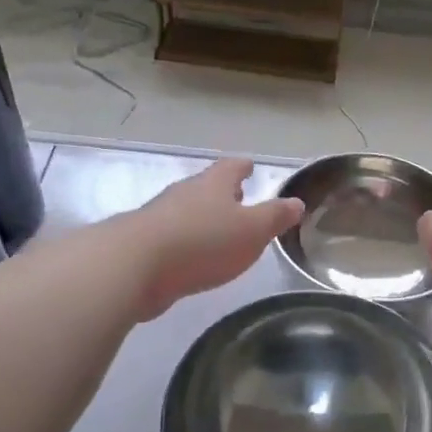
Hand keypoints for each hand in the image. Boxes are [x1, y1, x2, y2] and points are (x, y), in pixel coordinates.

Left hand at [126, 158, 303, 320]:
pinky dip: (185, 242)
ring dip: (202, 218)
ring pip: (186, 211)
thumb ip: (274, 217)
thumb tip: (296, 202)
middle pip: (206, 187)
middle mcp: (184, 194)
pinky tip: (190, 256)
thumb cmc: (203, 242)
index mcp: (213, 185)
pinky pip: (171, 237)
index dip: (243, 167)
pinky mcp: (144, 245)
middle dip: (222, 192)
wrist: (135, 266)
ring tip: (217, 229)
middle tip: (237, 197)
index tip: (250, 165)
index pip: (231, 168)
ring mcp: (159, 218)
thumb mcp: (251, 231)